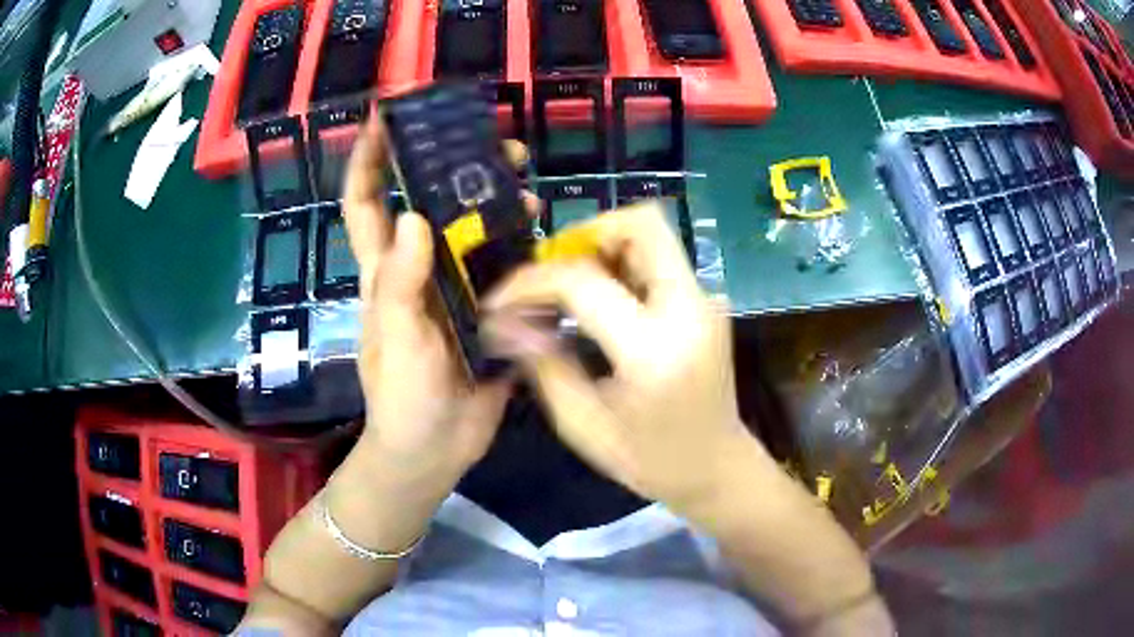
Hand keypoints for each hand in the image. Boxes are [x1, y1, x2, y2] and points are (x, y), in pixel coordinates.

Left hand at [343, 120, 517, 484]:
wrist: (436, 451)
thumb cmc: (402, 399)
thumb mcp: (397, 342)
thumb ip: (401, 285)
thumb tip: (415, 216)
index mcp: (386, 273)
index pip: (366, 204)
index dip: (369, 160)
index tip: (384, 119)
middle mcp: (419, 269)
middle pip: (430, 203)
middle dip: (453, 166)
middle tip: (494, 146)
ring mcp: (454, 288)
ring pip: (472, 230)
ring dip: (496, 202)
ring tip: (527, 187)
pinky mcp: (487, 309)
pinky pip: (504, 266)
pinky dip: (522, 245)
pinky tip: (544, 235)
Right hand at [483, 203, 767, 521]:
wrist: (717, 468)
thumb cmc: (650, 460)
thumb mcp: (583, 424)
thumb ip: (542, 364)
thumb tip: (502, 321)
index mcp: (654, 349)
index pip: (583, 281)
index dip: (531, 281)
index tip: (500, 301)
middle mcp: (690, 308)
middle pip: (643, 223)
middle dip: (585, 234)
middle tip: (550, 271)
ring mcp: (707, 301)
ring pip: (653, 235)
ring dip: (604, 247)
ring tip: (569, 288)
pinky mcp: (707, 303)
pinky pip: (660, 261)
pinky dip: (623, 265)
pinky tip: (601, 302)